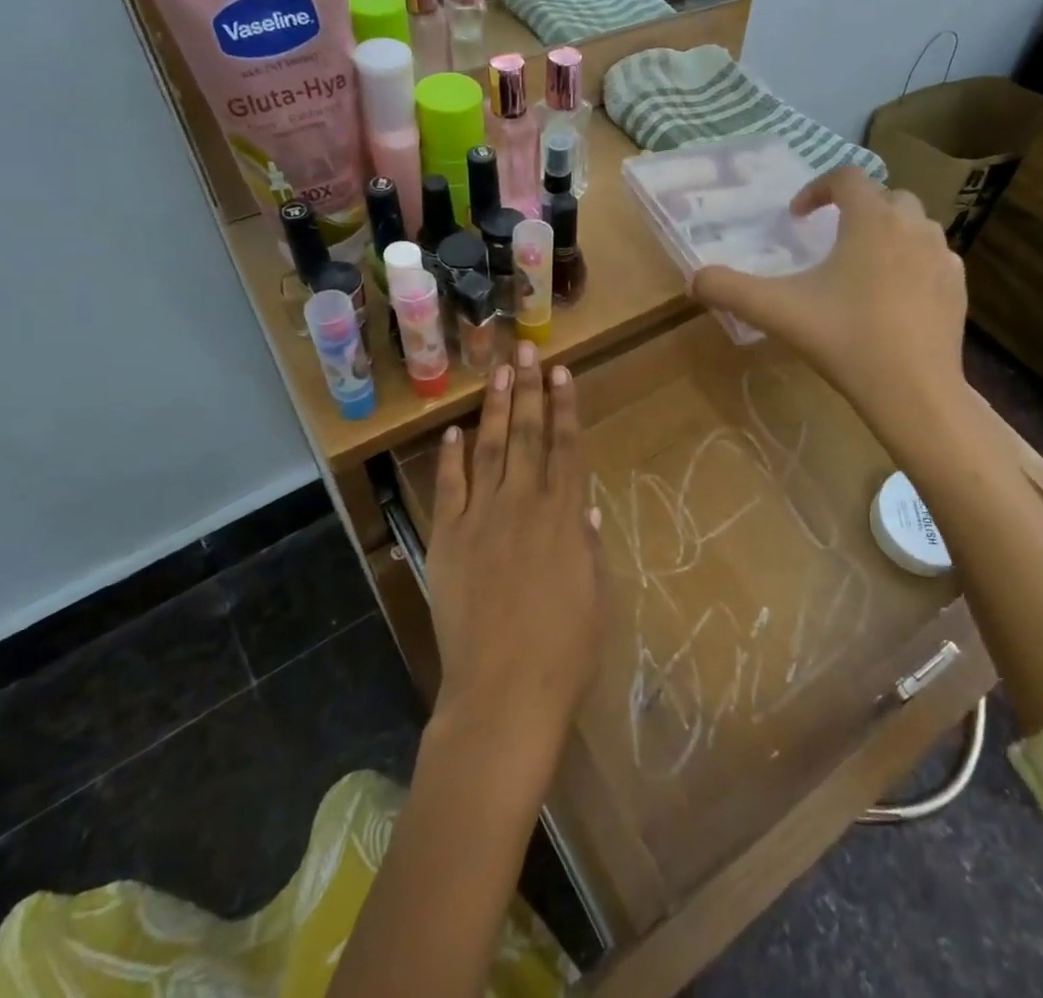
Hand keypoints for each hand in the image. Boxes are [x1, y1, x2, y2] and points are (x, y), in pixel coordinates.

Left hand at [424, 343, 601, 767]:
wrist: (503, 693)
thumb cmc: (565, 652)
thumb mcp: (595, 597)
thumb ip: (588, 549)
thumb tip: (586, 511)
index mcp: (565, 518)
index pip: (567, 448)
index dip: (566, 407)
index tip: (562, 372)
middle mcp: (524, 505)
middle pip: (529, 435)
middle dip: (529, 389)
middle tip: (526, 350)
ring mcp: (481, 519)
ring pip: (491, 450)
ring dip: (496, 408)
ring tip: (498, 371)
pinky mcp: (448, 540)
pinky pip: (449, 488)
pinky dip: (451, 458)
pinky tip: (453, 431)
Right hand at [691, 167, 966, 414]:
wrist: (914, 390)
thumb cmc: (845, 339)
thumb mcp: (778, 311)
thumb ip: (730, 290)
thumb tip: (694, 279)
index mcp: (871, 220)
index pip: (846, 177)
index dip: (817, 188)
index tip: (797, 216)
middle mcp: (912, 226)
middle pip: (886, 196)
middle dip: (857, 208)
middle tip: (832, 238)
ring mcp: (941, 256)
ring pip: (915, 225)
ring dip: (888, 232)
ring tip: (863, 265)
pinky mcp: (958, 287)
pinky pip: (933, 257)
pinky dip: (912, 262)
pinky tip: (895, 295)